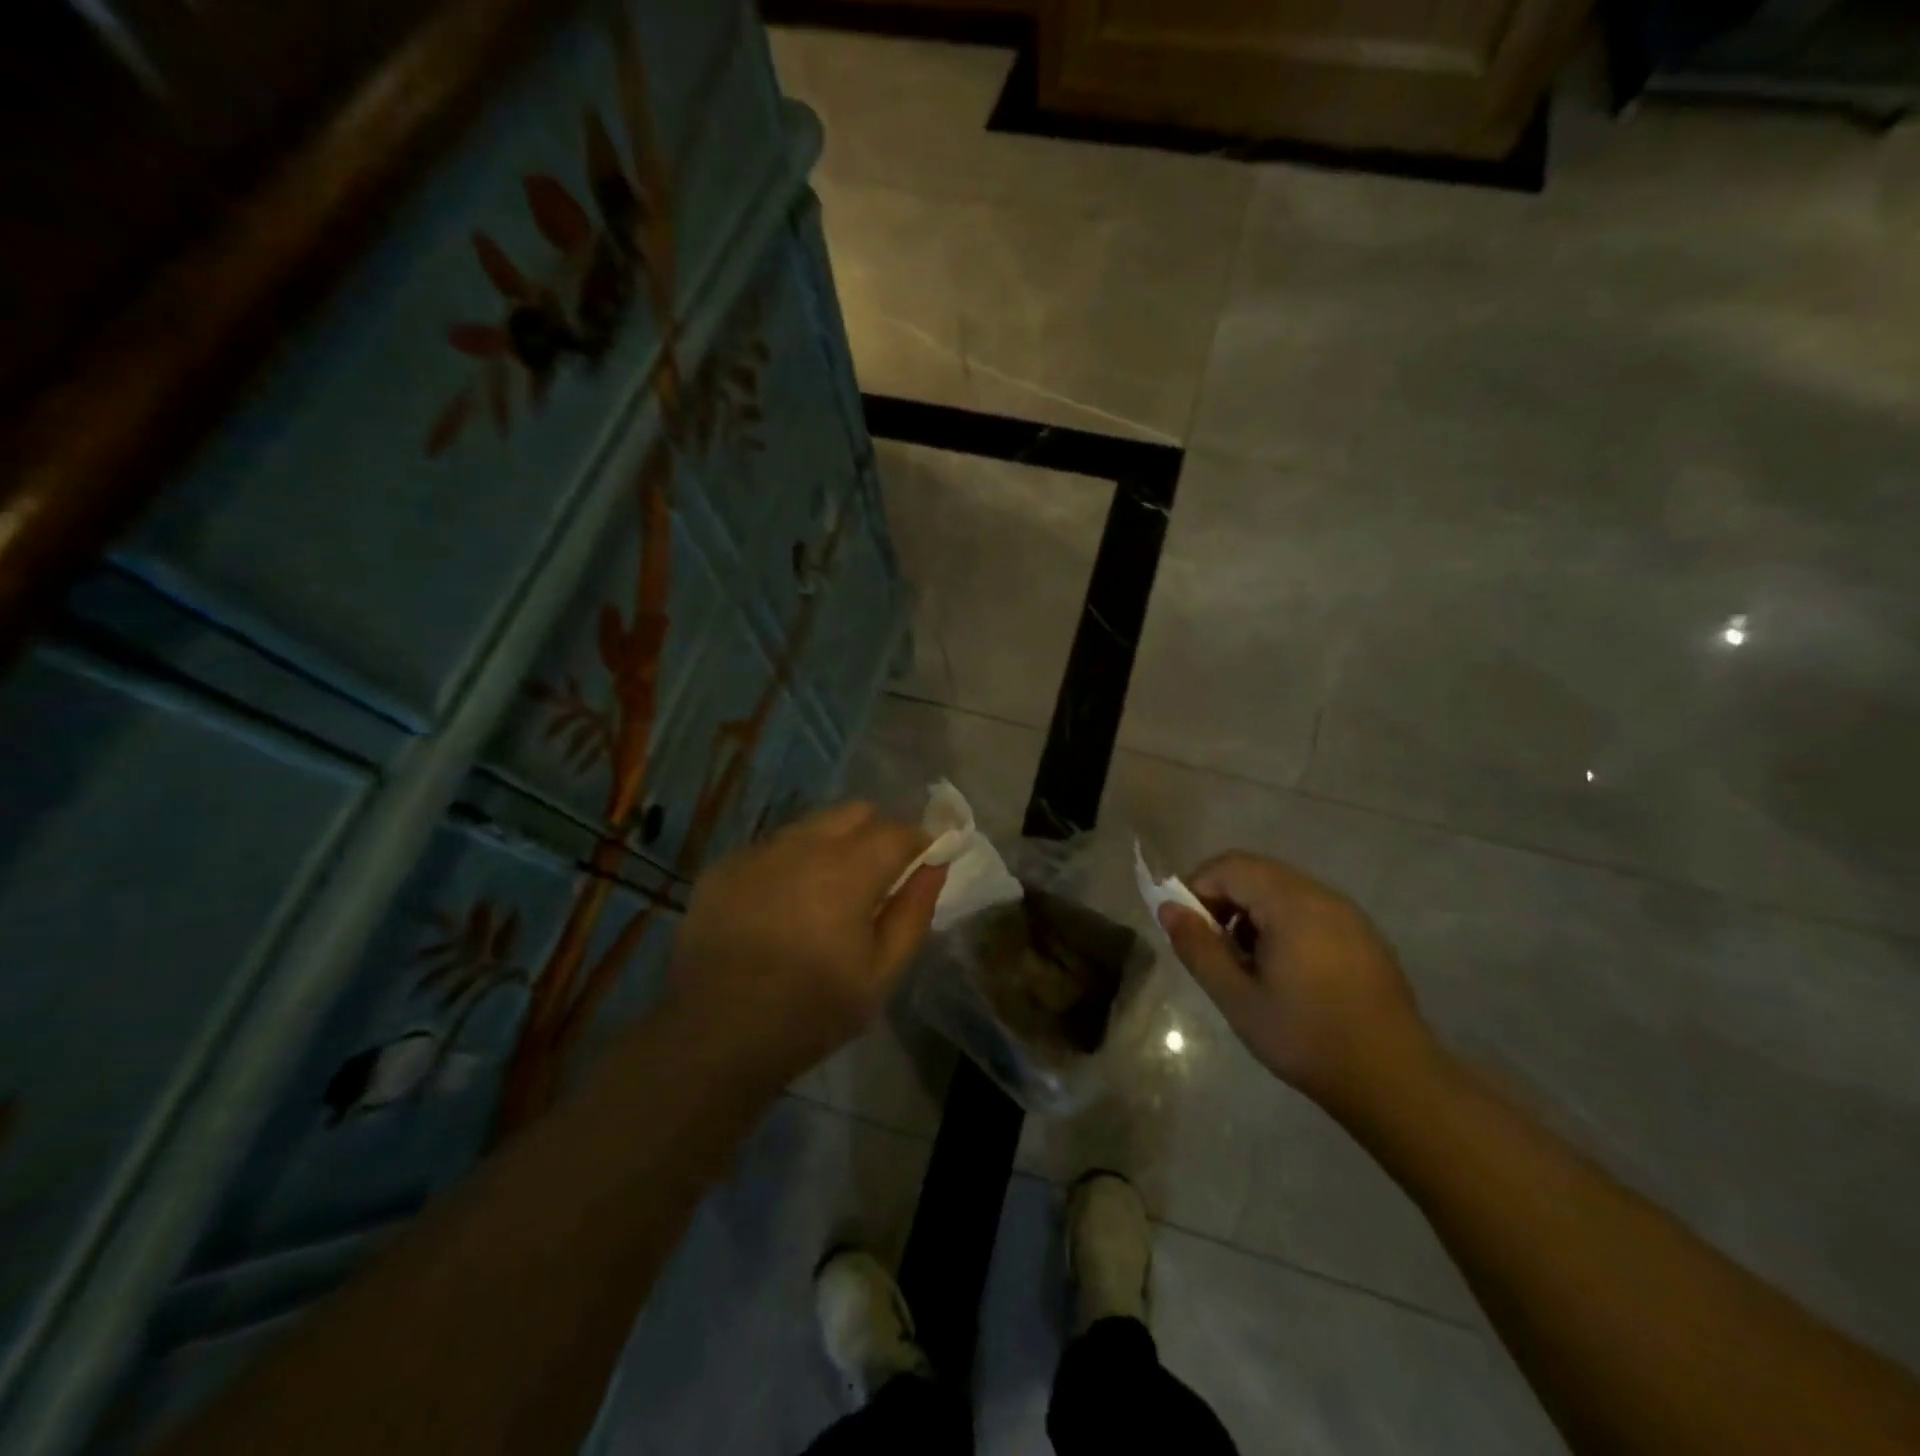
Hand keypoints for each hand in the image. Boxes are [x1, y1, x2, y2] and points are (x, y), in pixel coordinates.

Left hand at [668, 802, 946, 1086]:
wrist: (714, 1036)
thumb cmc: (811, 1011)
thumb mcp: (881, 974)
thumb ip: (914, 912)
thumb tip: (935, 865)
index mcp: (847, 870)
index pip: (898, 830)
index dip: (919, 843)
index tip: (922, 865)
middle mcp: (802, 845)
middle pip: (855, 812)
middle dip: (877, 834)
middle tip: (876, 881)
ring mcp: (758, 851)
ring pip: (813, 824)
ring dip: (833, 845)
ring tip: (825, 895)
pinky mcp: (725, 865)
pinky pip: (774, 845)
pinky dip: (792, 861)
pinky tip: (781, 906)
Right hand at [1159, 852, 1433, 1114]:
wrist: (1395, 1082)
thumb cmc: (1307, 1039)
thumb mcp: (1238, 999)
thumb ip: (1198, 948)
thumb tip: (1168, 909)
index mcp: (1292, 904)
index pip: (1230, 866)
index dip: (1197, 887)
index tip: (1187, 929)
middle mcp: (1322, 896)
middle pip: (1256, 873)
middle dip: (1223, 900)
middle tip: (1211, 947)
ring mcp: (1348, 914)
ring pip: (1282, 890)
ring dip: (1250, 912)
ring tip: (1244, 963)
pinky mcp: (1362, 935)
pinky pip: (1308, 909)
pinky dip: (1280, 923)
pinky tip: (1282, 970)